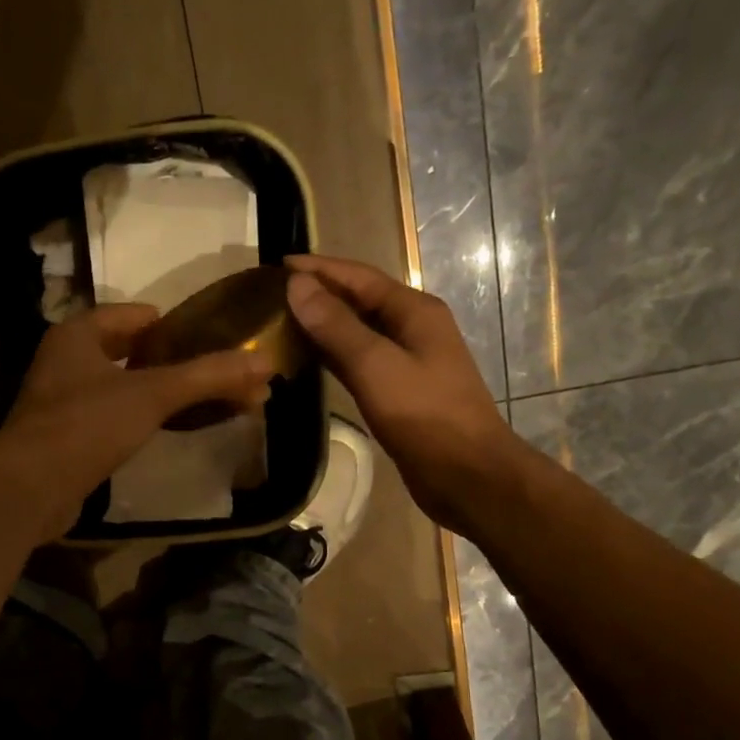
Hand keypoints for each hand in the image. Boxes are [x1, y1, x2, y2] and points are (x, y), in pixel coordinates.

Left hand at [0, 303, 271, 540]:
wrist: (30, 489)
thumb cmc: (88, 425)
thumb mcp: (153, 394)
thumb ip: (207, 376)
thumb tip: (265, 364)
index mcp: (77, 335)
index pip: (130, 315)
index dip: (168, 323)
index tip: (204, 337)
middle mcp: (64, 363)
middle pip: (126, 352)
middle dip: (169, 362)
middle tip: (209, 372)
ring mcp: (60, 404)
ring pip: (118, 388)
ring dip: (155, 394)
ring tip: (196, 403)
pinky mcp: (64, 441)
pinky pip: (110, 420)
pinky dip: (137, 421)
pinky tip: (162, 433)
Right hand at [285, 255, 515, 529]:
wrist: (467, 474)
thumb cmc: (425, 416)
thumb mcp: (376, 366)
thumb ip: (336, 326)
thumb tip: (297, 286)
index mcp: (414, 311)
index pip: (358, 277)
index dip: (318, 269)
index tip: (276, 266)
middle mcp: (412, 329)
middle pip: (359, 301)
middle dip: (318, 294)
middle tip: (272, 296)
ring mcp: (407, 361)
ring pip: (357, 333)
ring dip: (323, 325)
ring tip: (281, 323)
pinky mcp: (399, 392)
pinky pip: (359, 362)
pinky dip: (333, 356)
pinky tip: (308, 360)